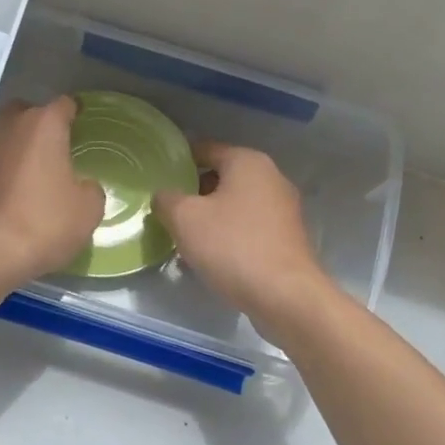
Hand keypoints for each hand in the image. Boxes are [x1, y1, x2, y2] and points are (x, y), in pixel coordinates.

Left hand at [0, 97, 104, 289]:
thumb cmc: (44, 224)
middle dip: (41, 126)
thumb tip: (81, 186)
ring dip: (19, 148)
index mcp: (43, 125)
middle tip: (56, 150)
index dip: (75, 113)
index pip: (64, 105)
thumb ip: (90, 188)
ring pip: (6, 136)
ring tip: (34, 173)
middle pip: (28, 113)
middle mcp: (9, 126)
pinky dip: (3, 169)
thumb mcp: (88, 210)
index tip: (82, 126)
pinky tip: (12, 192)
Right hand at [152, 141, 334, 333]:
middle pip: (222, 176)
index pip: (206, 149)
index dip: (179, 160)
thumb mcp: (184, 218)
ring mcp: (283, 208)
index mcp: (248, 162)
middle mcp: (271, 177)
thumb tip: (164, 195)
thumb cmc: (232, 246)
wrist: (285, 296)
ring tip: (184, 236)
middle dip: (193, 191)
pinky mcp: (287, 237)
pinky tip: (211, 255)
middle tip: (167, 210)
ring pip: (235, 203)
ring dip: (210, 216)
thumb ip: (166, 199)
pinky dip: (229, 234)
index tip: (158, 176)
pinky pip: (249, 226)